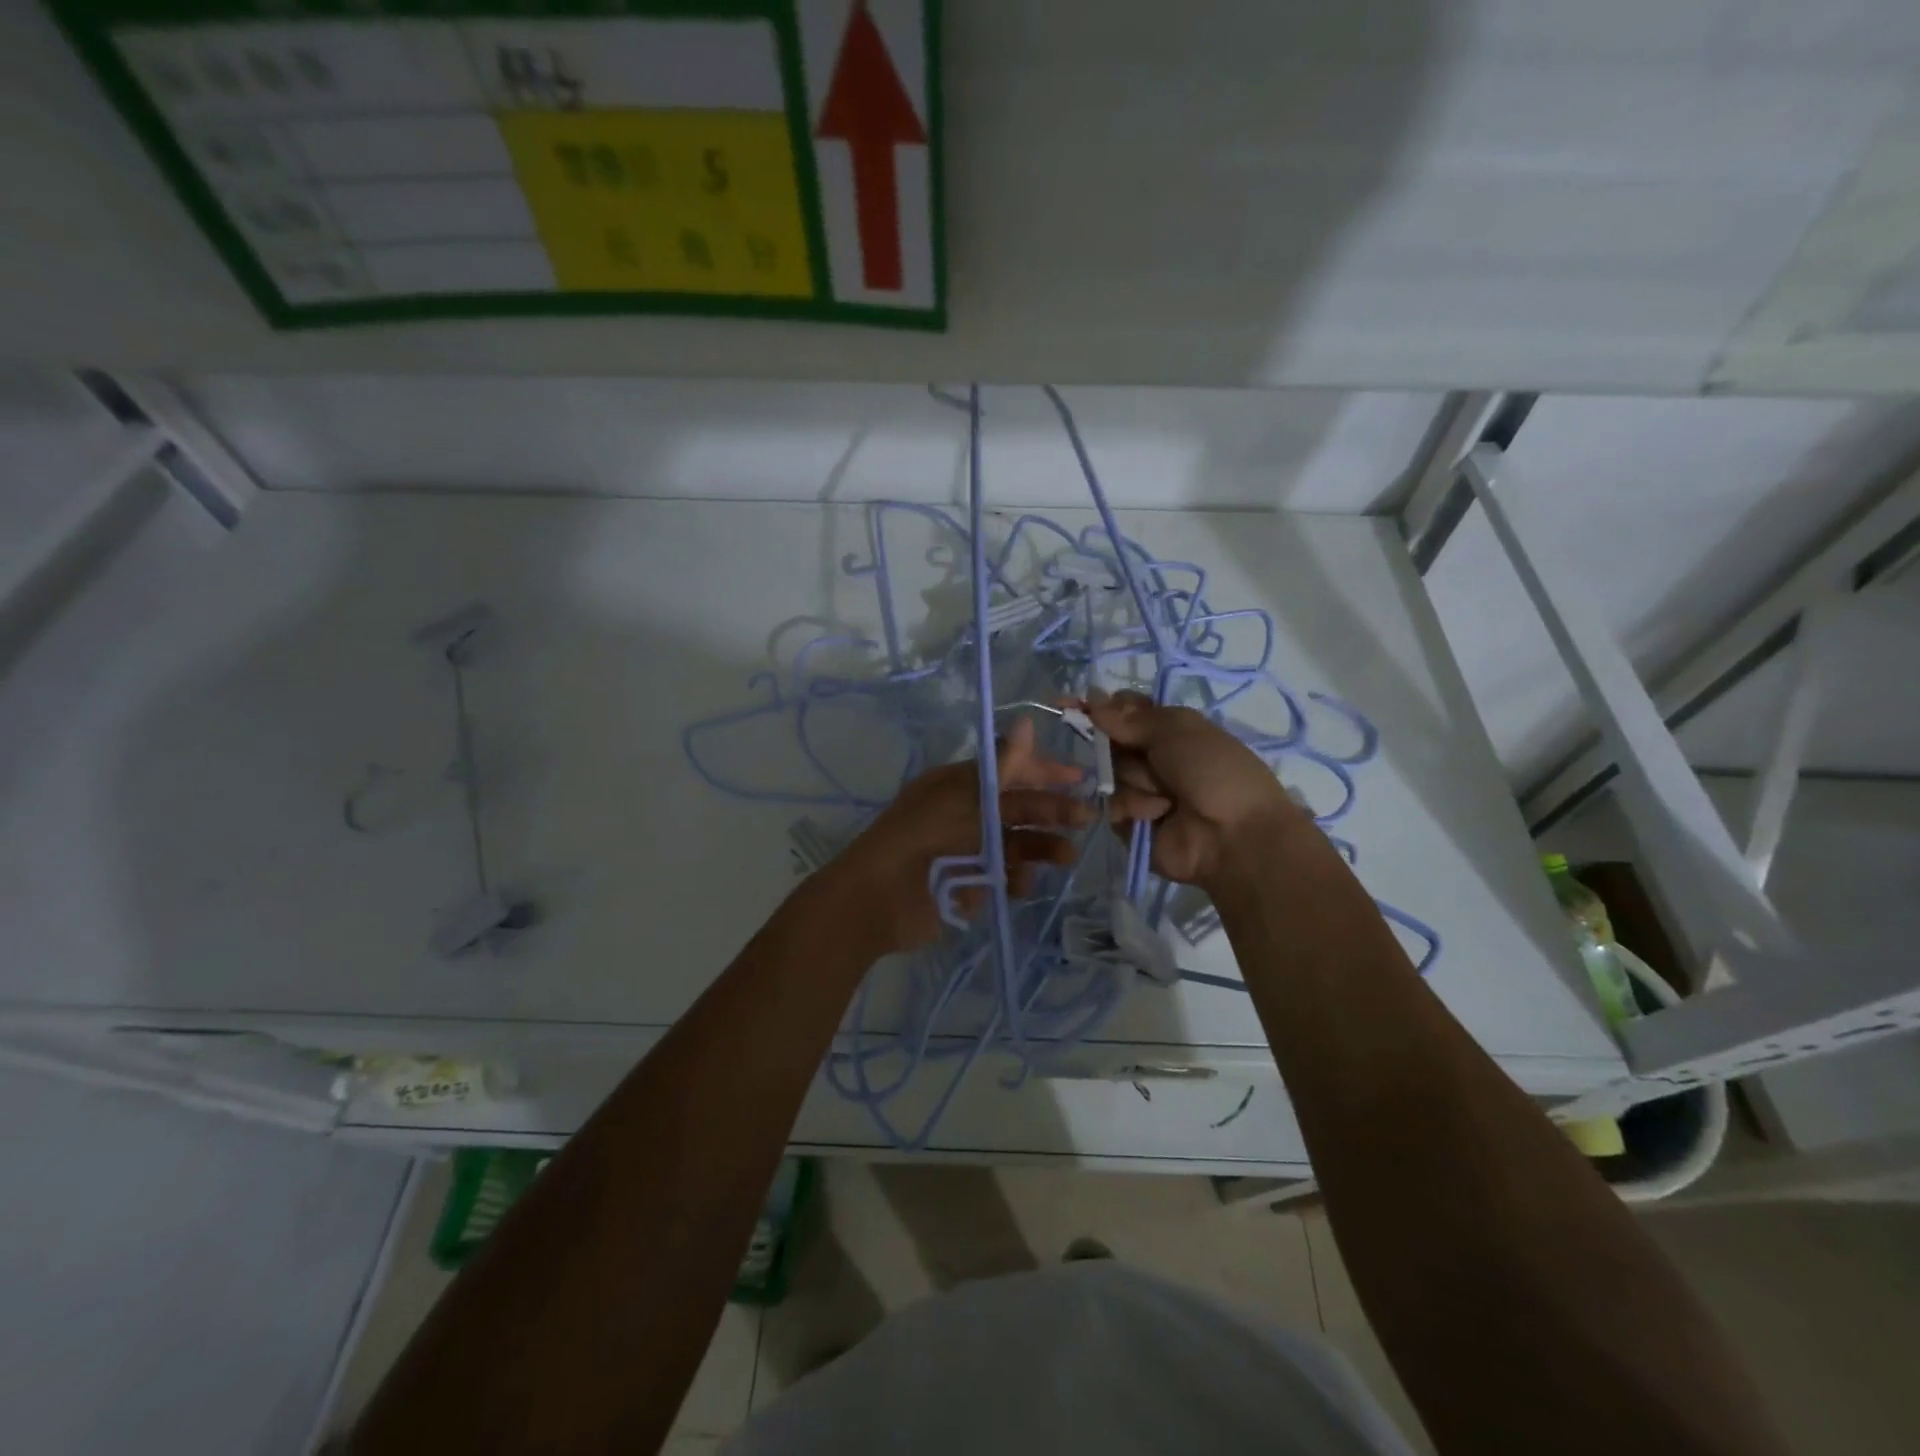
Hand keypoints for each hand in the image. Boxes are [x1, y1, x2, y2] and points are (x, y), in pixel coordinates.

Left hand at [834, 717, 1089, 953]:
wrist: (880, 897)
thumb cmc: (923, 836)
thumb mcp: (966, 797)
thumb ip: (1003, 766)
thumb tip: (1027, 721)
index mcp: (958, 784)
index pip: (1008, 769)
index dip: (1043, 770)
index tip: (1078, 777)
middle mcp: (965, 812)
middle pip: (1016, 807)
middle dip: (1050, 810)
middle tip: (1085, 818)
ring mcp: (967, 849)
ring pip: (1014, 842)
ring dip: (1041, 846)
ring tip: (1066, 856)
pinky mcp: (968, 884)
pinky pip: (1002, 876)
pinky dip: (1016, 878)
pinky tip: (1022, 884)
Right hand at [1082, 690, 1306, 889]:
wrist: (1234, 835)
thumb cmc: (1214, 771)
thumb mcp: (1178, 730)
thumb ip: (1130, 717)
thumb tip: (1091, 696)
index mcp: (1170, 730)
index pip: (1124, 712)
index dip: (1101, 708)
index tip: (1074, 704)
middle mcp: (1152, 759)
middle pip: (1110, 742)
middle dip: (1120, 747)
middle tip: (1149, 759)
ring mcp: (1141, 792)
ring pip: (1111, 774)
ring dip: (1137, 781)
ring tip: (1167, 797)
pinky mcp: (1131, 824)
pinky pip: (1113, 806)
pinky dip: (1135, 807)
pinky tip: (1159, 815)